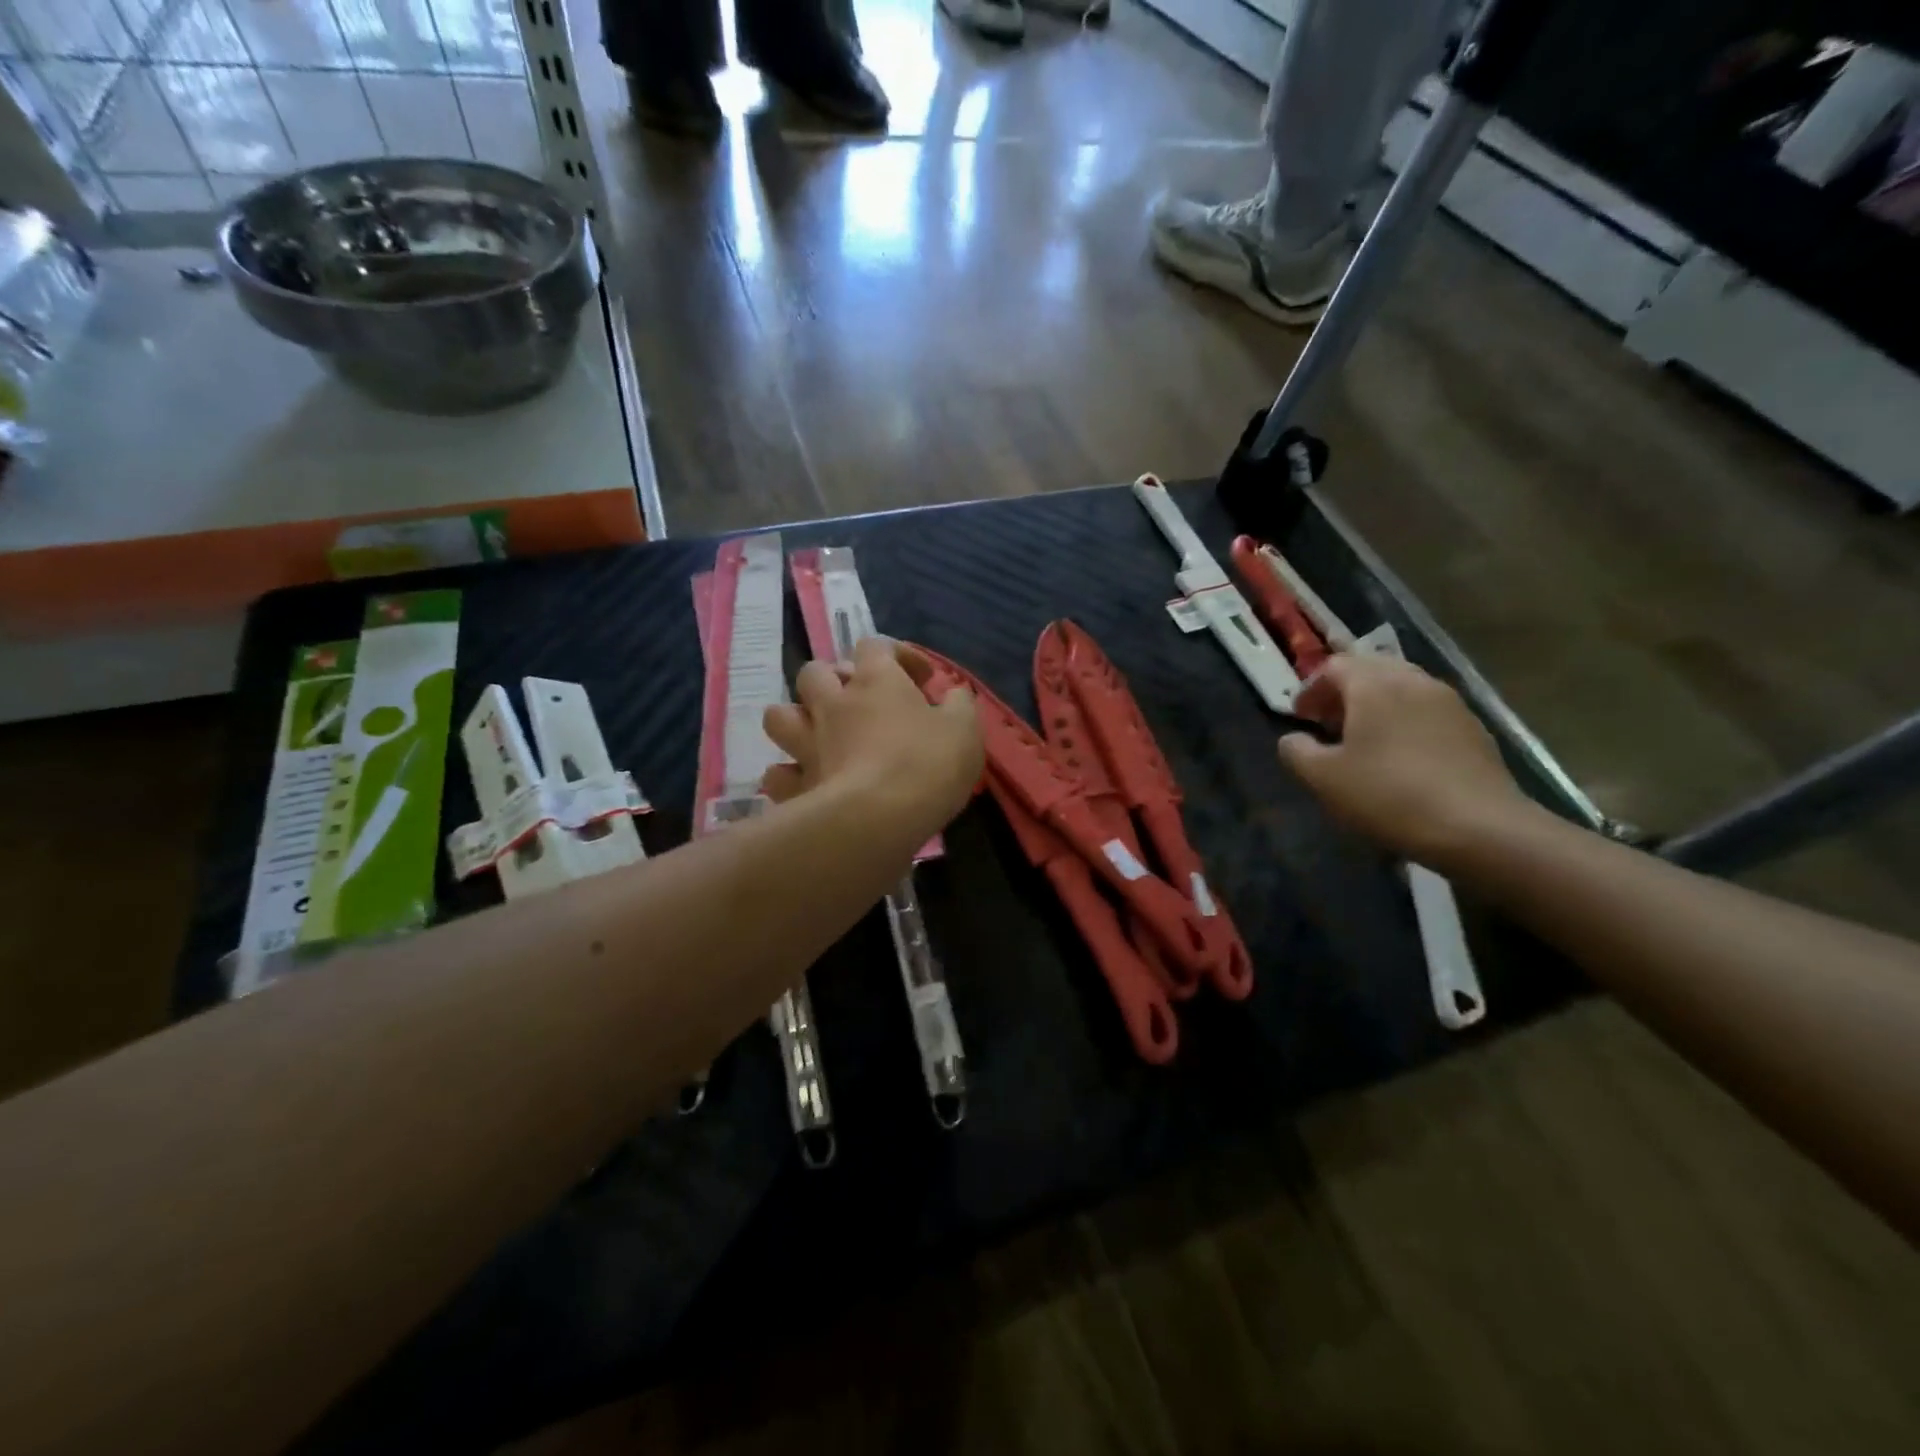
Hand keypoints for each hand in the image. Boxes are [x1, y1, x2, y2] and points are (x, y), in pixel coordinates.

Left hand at [761, 638, 982, 839]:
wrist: (878, 819)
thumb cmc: (927, 766)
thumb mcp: (965, 730)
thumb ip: (960, 706)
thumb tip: (955, 694)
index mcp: (875, 681)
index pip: (876, 646)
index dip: (898, 655)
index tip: (921, 680)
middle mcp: (833, 703)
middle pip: (815, 672)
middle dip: (834, 681)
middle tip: (860, 703)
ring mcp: (806, 743)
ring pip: (780, 715)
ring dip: (797, 720)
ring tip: (820, 736)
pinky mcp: (794, 785)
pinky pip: (777, 773)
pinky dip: (789, 776)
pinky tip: (808, 783)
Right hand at [1278, 654, 1533, 866]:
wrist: (1479, 828)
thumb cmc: (1388, 795)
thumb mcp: (1323, 778)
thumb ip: (1296, 751)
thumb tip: (1293, 739)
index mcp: (1374, 685)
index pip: (1334, 665)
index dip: (1311, 688)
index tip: (1300, 717)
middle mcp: (1414, 681)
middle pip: (1372, 670)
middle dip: (1345, 692)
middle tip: (1329, 724)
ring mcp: (1450, 703)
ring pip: (1403, 689)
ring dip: (1377, 706)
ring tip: (1364, 741)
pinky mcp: (1474, 729)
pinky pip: (1428, 712)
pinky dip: (1406, 722)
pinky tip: (1401, 758)